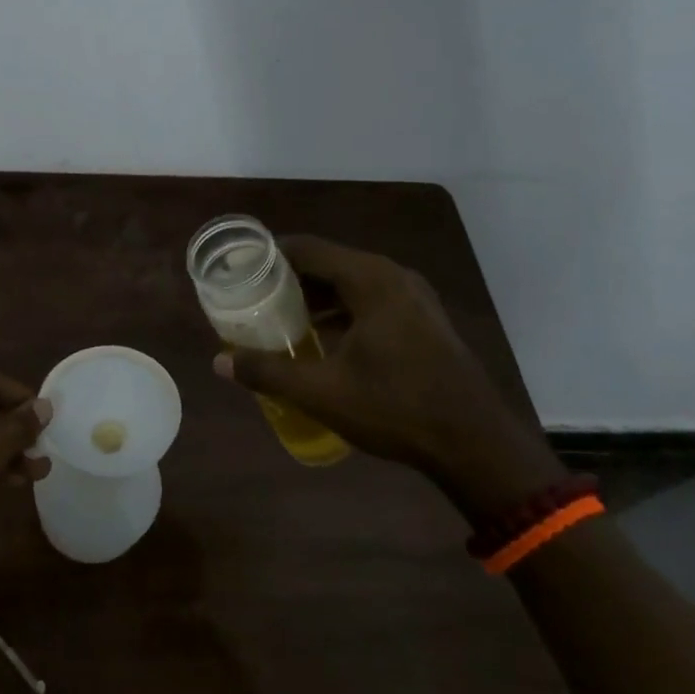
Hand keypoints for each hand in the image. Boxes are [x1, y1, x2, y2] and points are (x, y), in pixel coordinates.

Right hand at [214, 236, 551, 506]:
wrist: (475, 444)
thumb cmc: (395, 408)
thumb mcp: (322, 392)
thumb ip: (267, 372)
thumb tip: (219, 362)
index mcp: (370, 280)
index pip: (306, 249)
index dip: (268, 255)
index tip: (237, 269)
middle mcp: (393, 276)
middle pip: (328, 262)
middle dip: (287, 278)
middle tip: (251, 296)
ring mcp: (413, 297)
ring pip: (350, 282)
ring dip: (314, 295)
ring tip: (278, 317)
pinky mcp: (423, 319)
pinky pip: (371, 299)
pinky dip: (341, 309)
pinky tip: (321, 337)